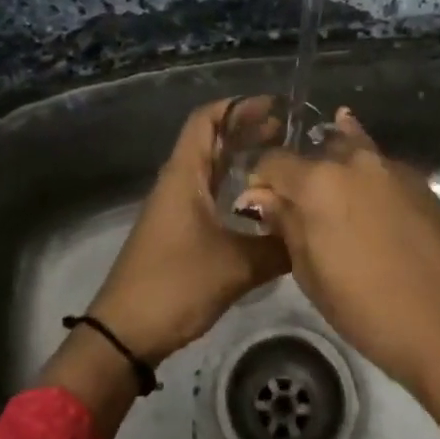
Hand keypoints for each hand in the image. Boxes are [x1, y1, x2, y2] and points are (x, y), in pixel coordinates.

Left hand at [86, 99, 287, 366]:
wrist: (127, 332)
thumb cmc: (176, 285)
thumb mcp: (235, 265)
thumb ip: (277, 245)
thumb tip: (312, 229)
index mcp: (185, 175)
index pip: (206, 120)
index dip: (238, 106)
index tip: (275, 106)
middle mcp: (179, 182)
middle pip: (212, 140)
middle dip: (247, 130)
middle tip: (289, 132)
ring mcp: (177, 206)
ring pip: (212, 169)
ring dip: (242, 159)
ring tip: (282, 159)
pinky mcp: (180, 229)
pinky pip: (211, 194)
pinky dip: (236, 188)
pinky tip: (262, 203)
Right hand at [241, 109, 439, 438]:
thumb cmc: (369, 309)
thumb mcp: (311, 274)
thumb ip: (286, 226)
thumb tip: (262, 197)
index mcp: (318, 181)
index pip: (273, 161)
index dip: (260, 180)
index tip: (259, 203)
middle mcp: (354, 161)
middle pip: (315, 150)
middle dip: (300, 171)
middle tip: (296, 202)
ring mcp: (392, 168)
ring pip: (352, 150)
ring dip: (335, 163)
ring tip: (329, 186)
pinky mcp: (421, 183)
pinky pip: (381, 168)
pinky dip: (367, 174)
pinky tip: (366, 195)